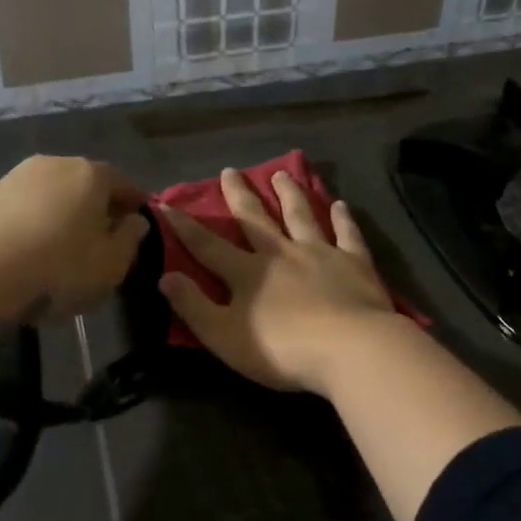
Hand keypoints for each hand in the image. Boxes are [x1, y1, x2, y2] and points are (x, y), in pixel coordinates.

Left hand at [0, 155, 147, 325]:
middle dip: (96, 210)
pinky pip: (20, 210)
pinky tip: (26, 254)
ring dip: (60, 217)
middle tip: (101, 242)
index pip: (125, 184)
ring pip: (50, 196)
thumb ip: (130, 240)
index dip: (135, 206)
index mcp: (90, 174)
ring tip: (61, 251)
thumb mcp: (110, 266)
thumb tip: (133, 221)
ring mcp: (13, 178)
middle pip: (85, 185)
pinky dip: (30, 226)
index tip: (138, 228)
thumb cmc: (54, 268)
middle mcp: (53, 164)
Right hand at [160, 168, 397, 395]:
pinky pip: (347, 234)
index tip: (167, 204)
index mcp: (247, 273)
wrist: (350, 348)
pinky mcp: (355, 262)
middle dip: (240, 196)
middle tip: (230, 171)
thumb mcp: (225, 336)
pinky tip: (340, 205)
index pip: (207, 246)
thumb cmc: (282, 349)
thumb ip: (194, 306)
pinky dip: (343, 218)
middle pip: (255, 219)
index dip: (184, 227)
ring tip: (282, 174)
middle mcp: (281, 253)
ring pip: (301, 216)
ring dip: (290, 194)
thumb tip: (165, 276)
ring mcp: (320, 253)